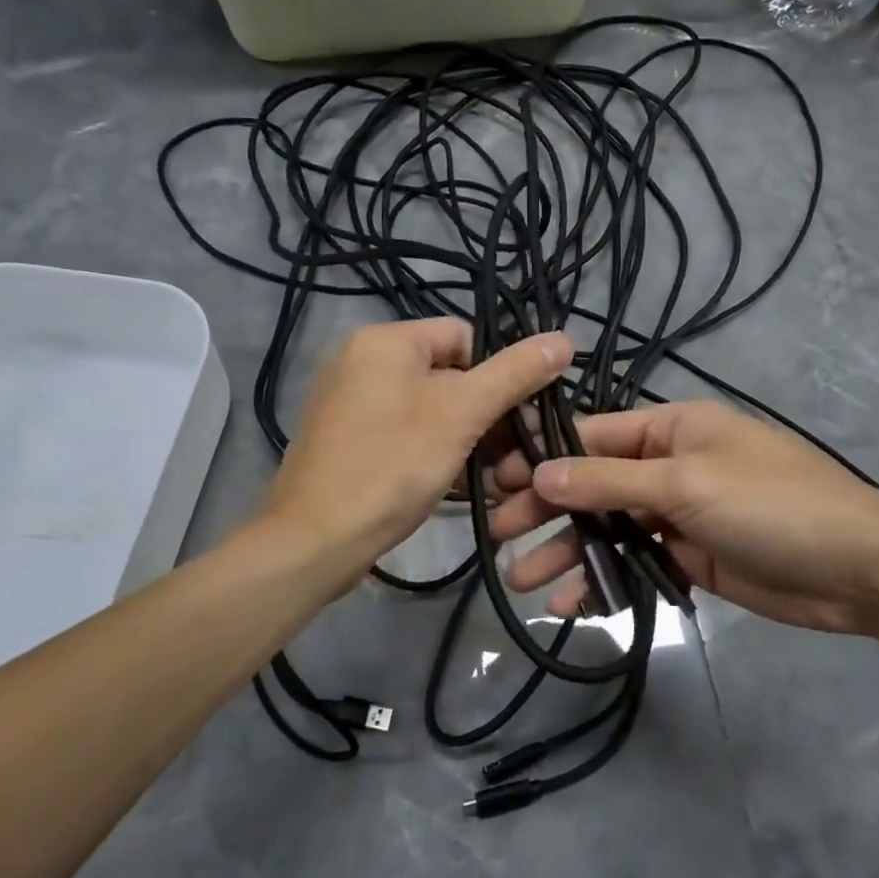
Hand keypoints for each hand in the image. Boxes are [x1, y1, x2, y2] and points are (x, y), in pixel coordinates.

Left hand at [265, 319, 572, 585]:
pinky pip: (408, 436)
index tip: (525, 416)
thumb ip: (515, 374)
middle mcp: (363, 362)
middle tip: (521, 456)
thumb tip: (564, 339)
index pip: (465, 337)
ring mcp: (353, 405)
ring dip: (471, 442)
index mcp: (385, 341)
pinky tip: (466, 487)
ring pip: (432, 412)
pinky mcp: (350, 442)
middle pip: (450, 376)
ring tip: (501, 480)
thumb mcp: (462, 413)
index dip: (501, 373)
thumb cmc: (393, 465)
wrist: (314, 540)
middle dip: (490, 417)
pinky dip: (439, 455)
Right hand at [488, 400, 878, 632]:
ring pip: (609, 529)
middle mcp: (670, 466)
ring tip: (521, 581)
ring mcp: (679, 515)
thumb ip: (609, 481)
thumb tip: (540, 473)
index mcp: (672, 429)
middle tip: (498, 533)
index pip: (593, 436)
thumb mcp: (685, 483)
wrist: (856, 569)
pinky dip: (604, 582)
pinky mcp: (689, 559)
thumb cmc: (770, 505)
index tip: (495, 480)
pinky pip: (634, 564)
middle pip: (593, 484)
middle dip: (547, 509)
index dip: (544, 456)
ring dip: (568, 553)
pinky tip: (571, 606)